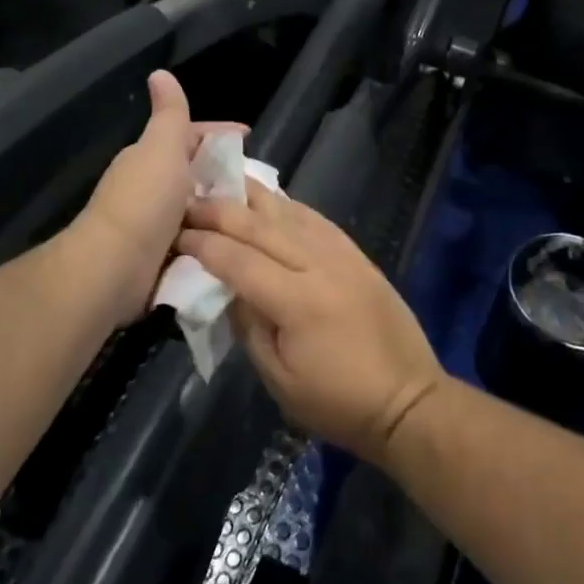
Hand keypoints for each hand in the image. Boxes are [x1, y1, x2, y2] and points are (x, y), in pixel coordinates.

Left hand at [71, 72, 243, 322]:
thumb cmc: (144, 201)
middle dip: (226, 174)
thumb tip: (159, 72)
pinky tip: (235, 240)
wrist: (113, 267)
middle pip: (195, 171)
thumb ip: (169, 113)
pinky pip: (194, 236)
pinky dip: (212, 235)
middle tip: (260, 184)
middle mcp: (150, 185)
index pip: (191, 135)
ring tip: (255, 213)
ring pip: (197, 206)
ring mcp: (154, 221)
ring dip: (221, 208)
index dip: (220, 134)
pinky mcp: (160, 254)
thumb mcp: (162, 147)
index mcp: (150, 157)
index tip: (251, 139)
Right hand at [178, 184, 446, 463]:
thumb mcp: (279, 378)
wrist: (407, 399)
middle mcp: (320, 266)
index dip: (204, 245)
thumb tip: (229, 288)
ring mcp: (343, 255)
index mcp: (297, 301)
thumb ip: (249, 326)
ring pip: (290, 214)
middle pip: (261, 227)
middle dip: (220, 211)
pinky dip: (290, 207)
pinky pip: (317, 220)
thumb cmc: (337, 402)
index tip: (176, 234)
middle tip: (189, 201)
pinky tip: (271, 200)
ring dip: (253, 197)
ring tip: (223, 182)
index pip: (238, 260)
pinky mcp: (358, 255)